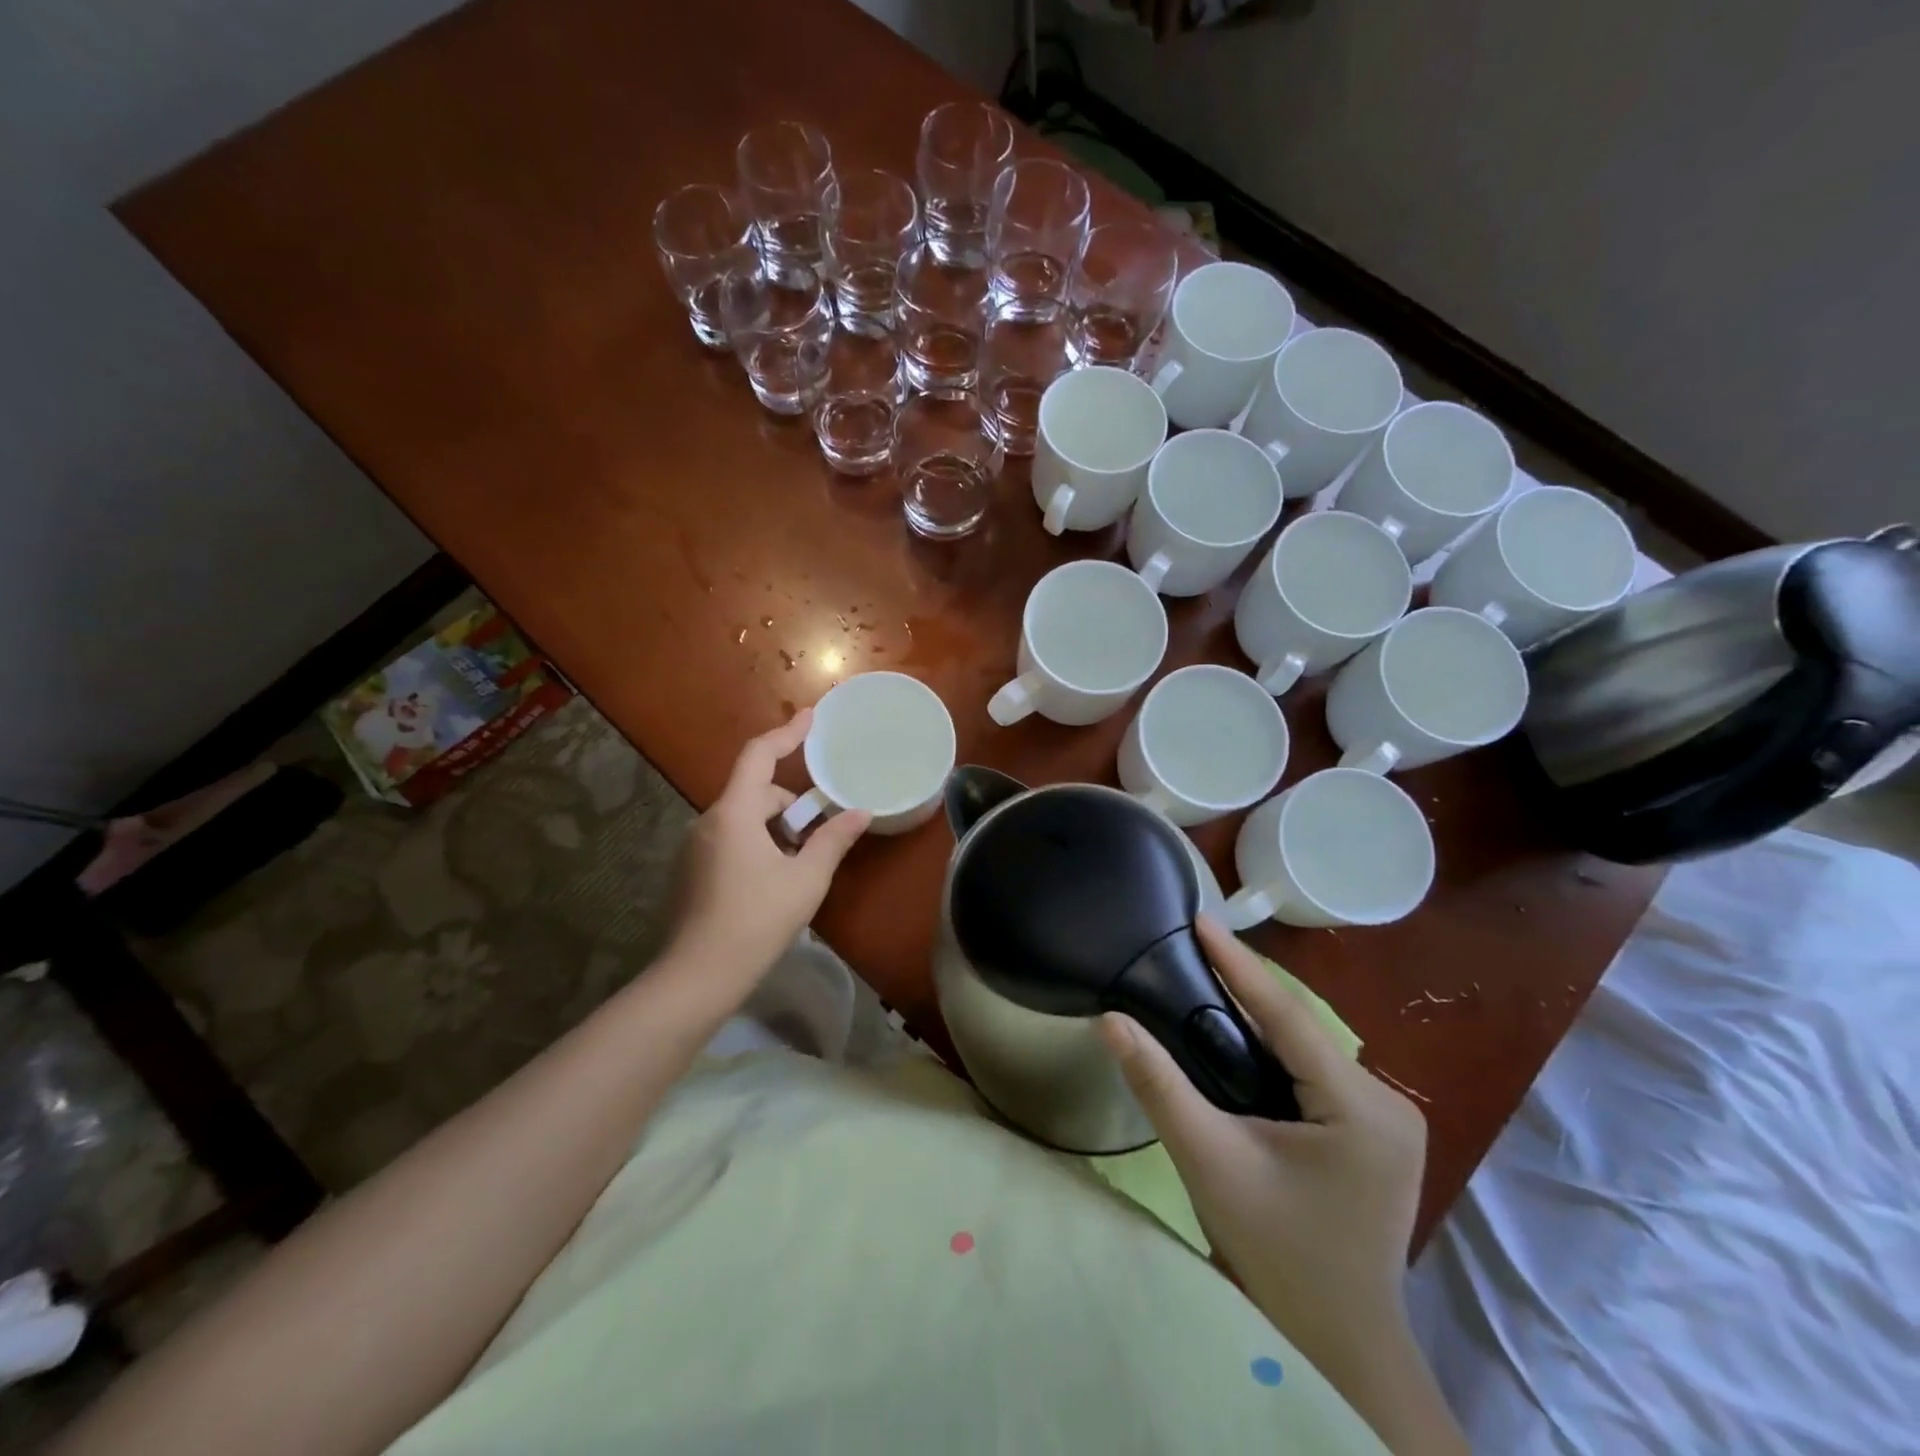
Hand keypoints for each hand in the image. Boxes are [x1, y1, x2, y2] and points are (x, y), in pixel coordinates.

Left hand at [666, 710, 869, 994]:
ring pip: (743, 819)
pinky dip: (756, 845)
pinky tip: (772, 882)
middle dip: (791, 806)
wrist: (698, 976)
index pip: (759, 755)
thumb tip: (861, 812)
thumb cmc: (757, 920)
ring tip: (799, 865)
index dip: (787, 733)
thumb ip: (833, 840)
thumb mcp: (806, 879)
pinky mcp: (691, 871)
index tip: (811, 717)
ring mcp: (695, 847)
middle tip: (819, 836)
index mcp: (734, 813)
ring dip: (774, 829)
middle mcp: (708, 821)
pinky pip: (730, 840)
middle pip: (756, 793)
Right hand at [1101, 917, 1426, 1380]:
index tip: (1202, 918)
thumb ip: (1159, 1084)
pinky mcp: (1375, 1134)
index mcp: (1362, 1107)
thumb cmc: (1276, 1253)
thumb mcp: (1209, 1160)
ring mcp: (1387, 1120)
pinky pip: (1312, 1073)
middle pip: (1298, 1030)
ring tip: (1203, 981)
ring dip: (1256, 1020)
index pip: (1287, 1015)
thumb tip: (1111, 1020)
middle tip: (1191, 948)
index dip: (1239, 963)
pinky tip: (1236, 1041)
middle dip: (1244, 989)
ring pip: (1305, 1049)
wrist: (1335, 1344)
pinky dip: (1271, 1052)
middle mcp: (1387, 1102)